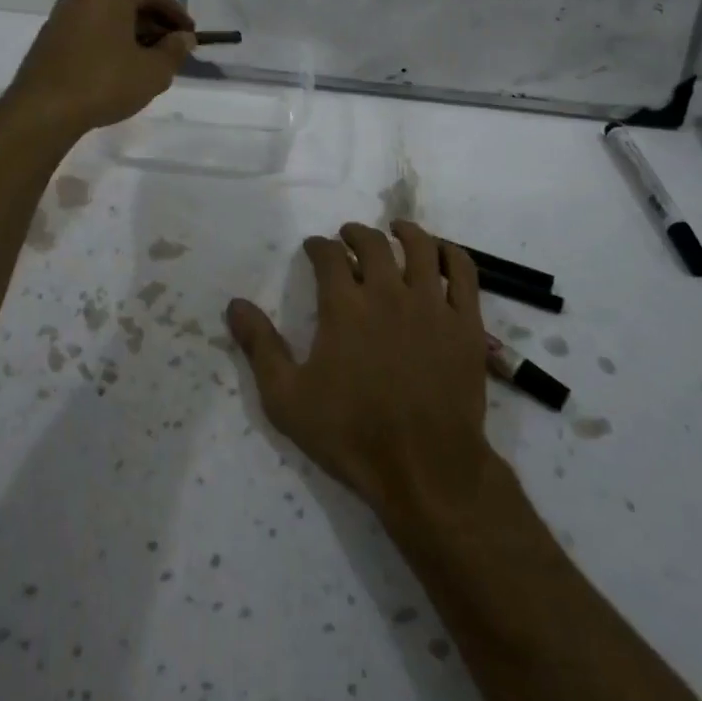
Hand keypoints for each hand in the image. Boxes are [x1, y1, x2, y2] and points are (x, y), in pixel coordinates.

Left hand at [6, 0, 195, 136]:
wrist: (42, 111)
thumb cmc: (105, 83)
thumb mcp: (153, 71)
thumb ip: (174, 50)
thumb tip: (184, 38)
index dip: (175, 12)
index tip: (189, 33)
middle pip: (126, 2)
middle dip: (152, 24)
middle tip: (171, 48)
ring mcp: (60, 17)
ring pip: (105, 19)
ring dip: (130, 35)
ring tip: (146, 62)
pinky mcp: (47, 40)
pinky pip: (87, 33)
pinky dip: (107, 44)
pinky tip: (116, 70)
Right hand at [226, 221, 496, 526]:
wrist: (426, 469)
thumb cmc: (351, 435)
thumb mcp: (287, 398)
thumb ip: (260, 347)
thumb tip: (235, 305)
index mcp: (345, 307)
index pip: (329, 256)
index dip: (318, 246)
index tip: (314, 248)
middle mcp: (388, 294)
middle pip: (373, 244)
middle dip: (355, 234)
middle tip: (348, 237)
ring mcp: (432, 306)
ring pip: (421, 248)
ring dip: (404, 232)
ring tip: (396, 231)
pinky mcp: (466, 323)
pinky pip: (463, 273)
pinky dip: (451, 253)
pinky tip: (441, 252)